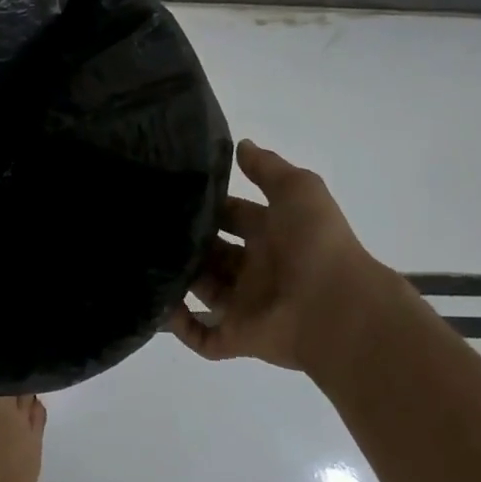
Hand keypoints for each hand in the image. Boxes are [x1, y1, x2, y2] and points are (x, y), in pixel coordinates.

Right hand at [169, 140, 401, 373]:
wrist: (337, 308)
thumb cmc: (316, 244)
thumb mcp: (298, 190)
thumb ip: (268, 168)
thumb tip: (240, 145)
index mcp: (273, 235)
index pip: (233, 216)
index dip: (210, 205)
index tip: (174, 193)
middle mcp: (257, 269)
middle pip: (213, 252)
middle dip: (188, 241)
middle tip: (150, 226)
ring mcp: (246, 304)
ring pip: (203, 289)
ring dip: (178, 278)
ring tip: (143, 259)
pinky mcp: (236, 336)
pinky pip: (201, 335)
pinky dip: (178, 323)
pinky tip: (158, 303)